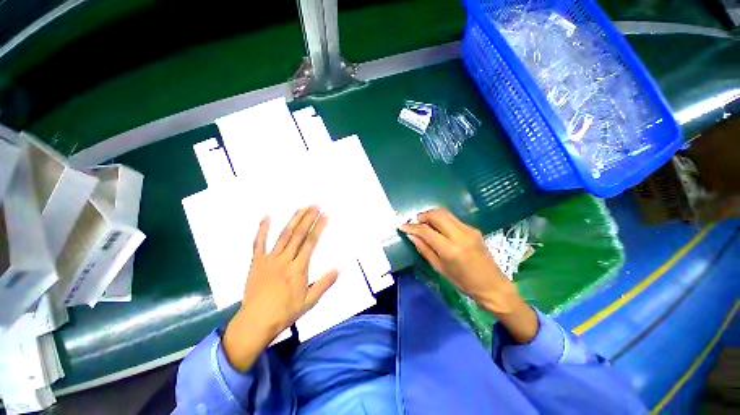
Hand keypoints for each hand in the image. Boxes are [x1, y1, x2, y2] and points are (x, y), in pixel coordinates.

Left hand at [223, 206, 337, 370]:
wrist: (256, 322)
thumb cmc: (285, 312)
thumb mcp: (310, 301)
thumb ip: (325, 283)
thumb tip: (339, 268)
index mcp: (298, 268)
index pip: (311, 242)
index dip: (319, 227)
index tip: (325, 216)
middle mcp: (285, 259)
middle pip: (299, 235)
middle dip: (308, 218)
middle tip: (316, 205)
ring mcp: (269, 259)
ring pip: (284, 235)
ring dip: (294, 220)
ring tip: (302, 207)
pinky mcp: (257, 262)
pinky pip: (259, 243)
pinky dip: (263, 229)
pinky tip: (267, 216)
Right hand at [400, 208, 537, 342]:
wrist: (492, 285)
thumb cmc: (463, 282)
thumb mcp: (440, 268)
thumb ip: (424, 249)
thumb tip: (411, 235)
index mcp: (450, 249)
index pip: (426, 231)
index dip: (412, 227)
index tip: (402, 226)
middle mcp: (460, 235)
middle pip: (437, 215)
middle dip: (422, 216)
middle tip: (414, 222)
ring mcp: (469, 230)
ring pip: (445, 213)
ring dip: (431, 215)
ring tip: (423, 222)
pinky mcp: (473, 228)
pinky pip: (453, 219)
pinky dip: (441, 219)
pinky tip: (437, 227)